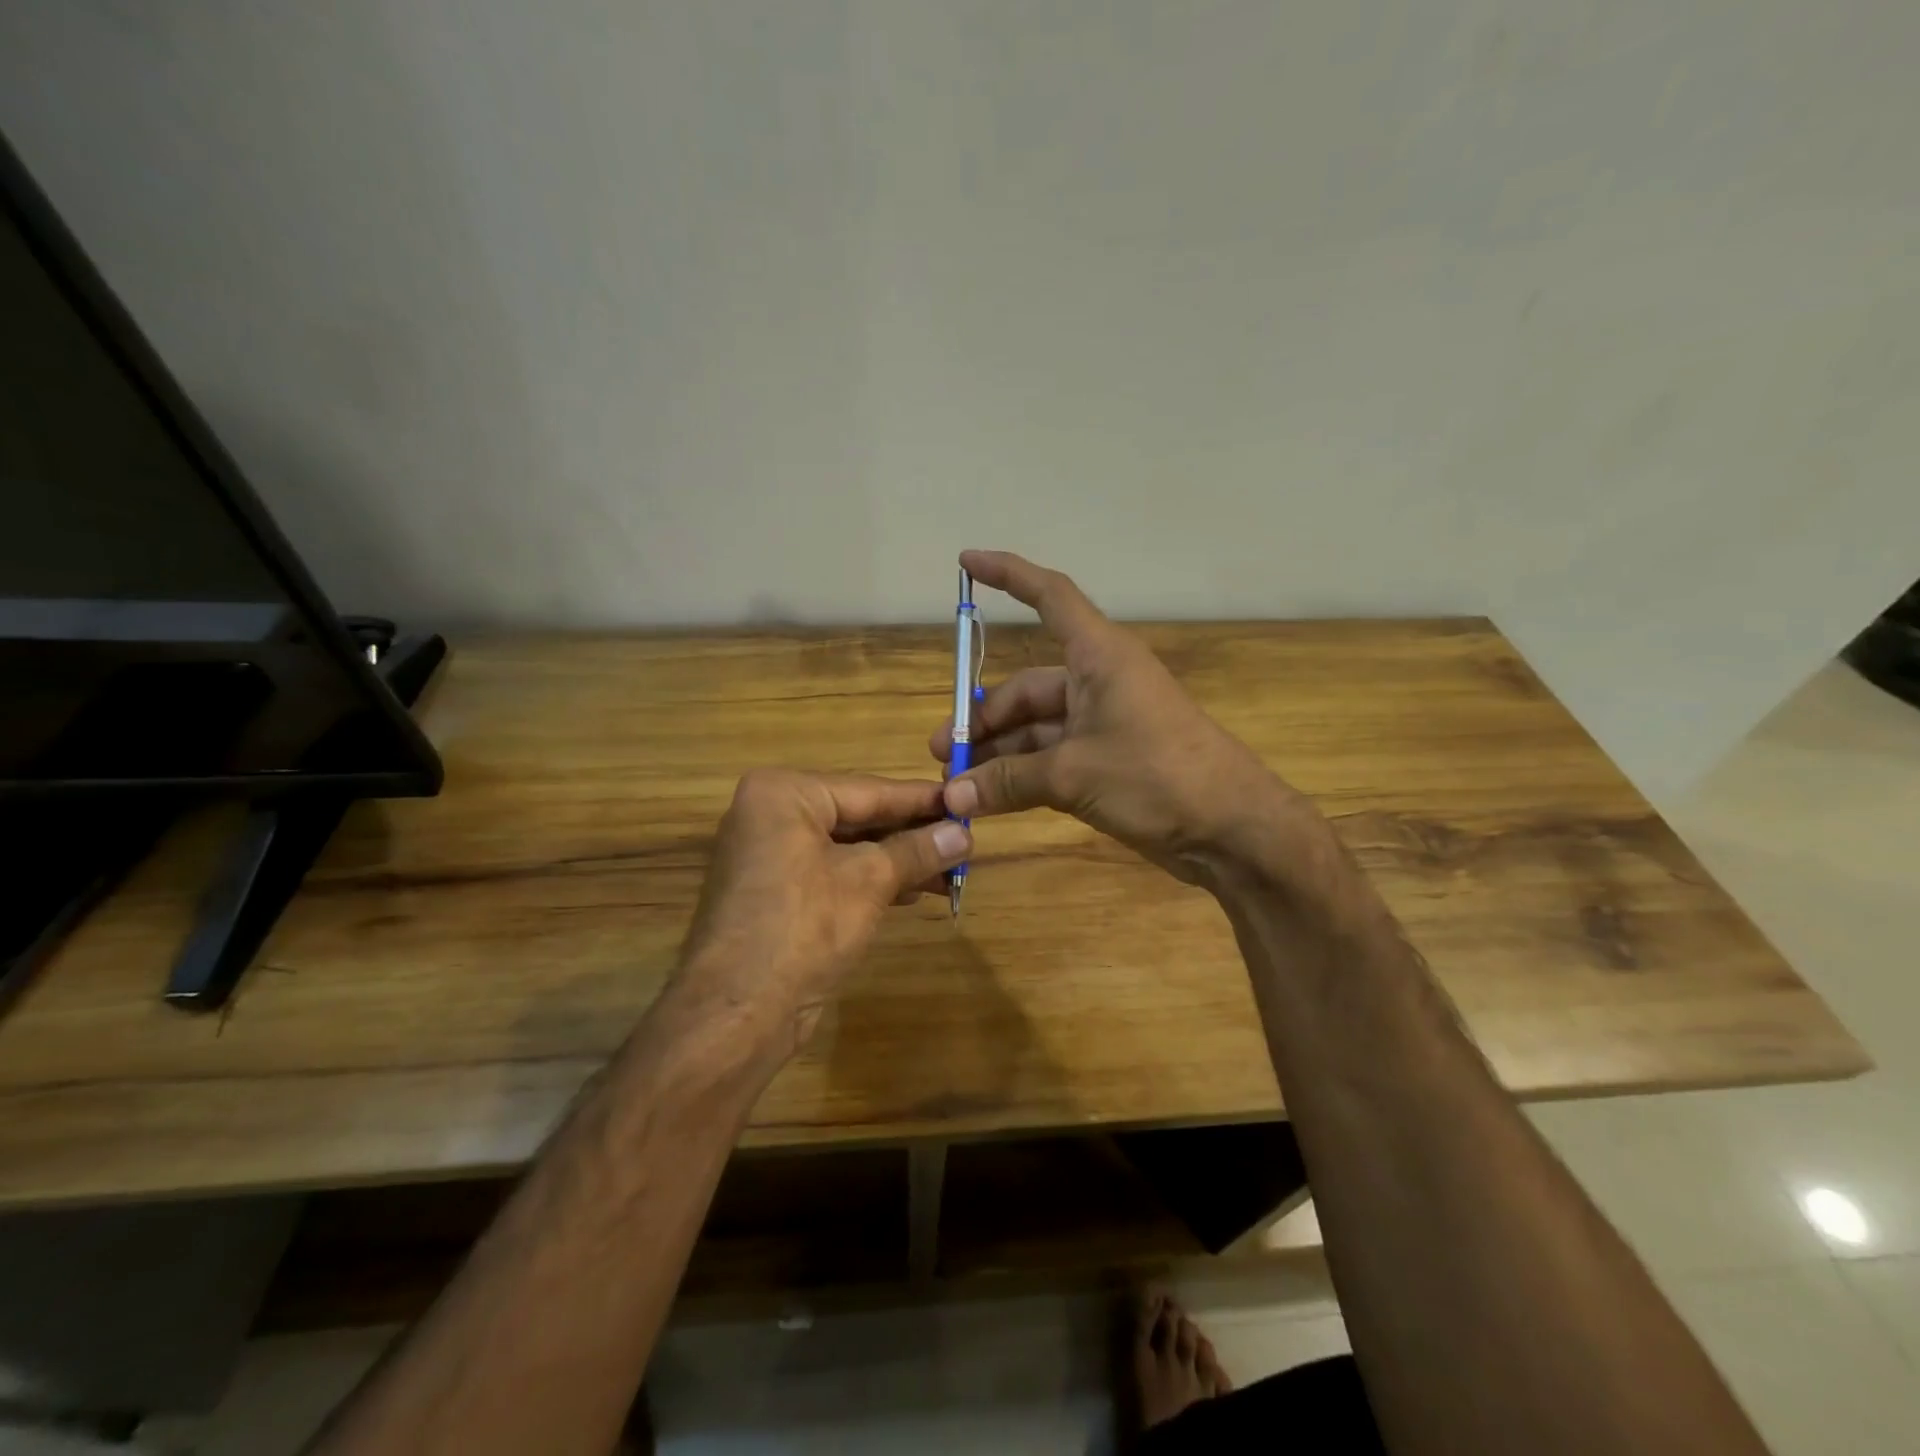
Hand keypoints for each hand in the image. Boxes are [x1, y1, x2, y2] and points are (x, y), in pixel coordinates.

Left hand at [677, 769, 970, 1053]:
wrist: (738, 1012)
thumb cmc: (804, 927)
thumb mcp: (869, 881)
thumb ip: (918, 850)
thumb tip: (964, 833)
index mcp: (783, 794)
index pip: (868, 790)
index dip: (921, 799)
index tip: (965, 799)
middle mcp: (769, 815)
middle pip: (857, 817)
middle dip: (912, 835)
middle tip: (964, 840)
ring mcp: (768, 856)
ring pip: (847, 848)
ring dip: (897, 861)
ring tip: (950, 870)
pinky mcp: (774, 893)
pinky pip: (832, 873)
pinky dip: (871, 881)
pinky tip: (911, 892)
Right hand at [930, 550, 1311, 886]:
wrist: (1232, 830)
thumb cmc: (1158, 777)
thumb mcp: (1075, 774)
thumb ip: (1009, 780)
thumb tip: (952, 795)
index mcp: (1099, 657)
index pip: (1050, 596)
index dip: (1009, 575)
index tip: (966, 562)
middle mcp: (1098, 682)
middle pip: (1027, 688)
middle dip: (983, 718)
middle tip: (944, 752)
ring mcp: (1103, 725)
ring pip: (1036, 729)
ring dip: (999, 753)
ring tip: (958, 782)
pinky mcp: (1107, 763)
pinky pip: (1051, 759)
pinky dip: (1021, 776)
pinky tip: (989, 799)